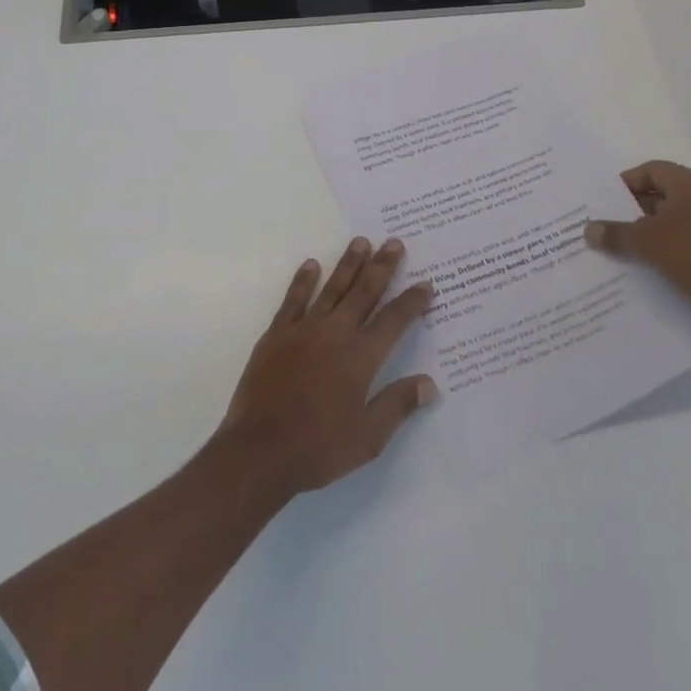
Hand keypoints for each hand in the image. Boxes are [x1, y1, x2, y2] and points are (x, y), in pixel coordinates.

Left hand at [217, 238, 437, 498]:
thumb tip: (429, 383)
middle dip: (382, 266)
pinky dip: (304, 280)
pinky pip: (294, 299)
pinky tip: (311, 264)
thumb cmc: (318, 448)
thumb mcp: (368, 438)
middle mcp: (336, 333)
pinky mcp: (277, 334)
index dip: (412, 301)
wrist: (260, 450)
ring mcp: (304, 329)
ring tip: (361, 241)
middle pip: (364, 292)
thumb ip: (398, 405)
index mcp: (361, 357)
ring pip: (332, 287)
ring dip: (349, 263)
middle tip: (394, 242)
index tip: (425, 284)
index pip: (394, 320)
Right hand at [585, 160, 690, 343]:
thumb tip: (589, 230)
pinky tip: (647, 269)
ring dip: (649, 235)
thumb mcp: (647, 242)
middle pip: (662, 196)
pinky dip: (667, 252)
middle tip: (606, 226)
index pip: (651, 170)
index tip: (604, 202)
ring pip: (674, 223)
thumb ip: (615, 234)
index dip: (626, 183)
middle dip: (633, 211)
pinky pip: (688, 245)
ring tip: (620, 250)